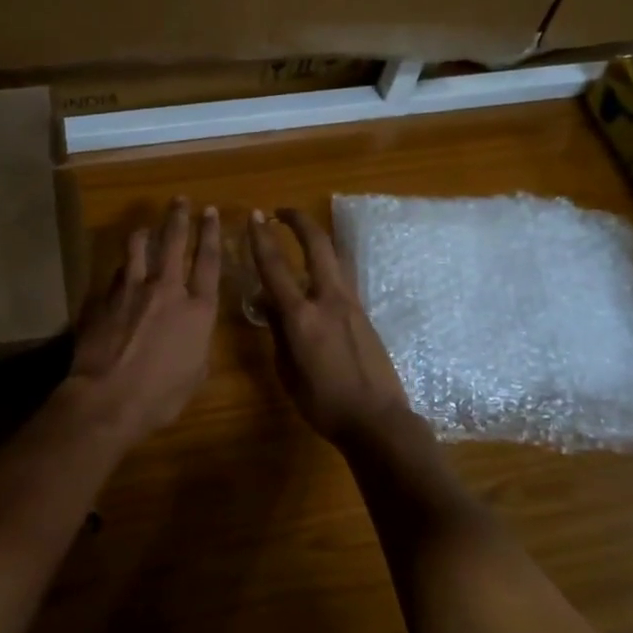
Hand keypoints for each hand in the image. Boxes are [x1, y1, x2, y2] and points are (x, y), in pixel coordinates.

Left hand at [66, 197, 221, 440]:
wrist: (108, 399)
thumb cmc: (160, 396)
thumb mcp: (195, 374)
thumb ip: (198, 344)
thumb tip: (193, 334)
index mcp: (197, 309)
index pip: (209, 261)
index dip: (212, 234)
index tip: (210, 213)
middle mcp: (167, 289)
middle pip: (174, 242)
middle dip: (179, 217)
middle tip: (180, 200)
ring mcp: (132, 290)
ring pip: (138, 248)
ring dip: (145, 233)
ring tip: (145, 227)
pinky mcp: (105, 298)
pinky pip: (117, 273)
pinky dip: (123, 267)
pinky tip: (121, 269)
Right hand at [249, 208, 423, 450]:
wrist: (377, 420)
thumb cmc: (324, 404)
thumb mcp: (288, 372)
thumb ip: (278, 333)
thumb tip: (270, 305)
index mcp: (302, 317)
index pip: (275, 267)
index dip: (261, 238)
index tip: (255, 216)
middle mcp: (328, 301)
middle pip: (317, 246)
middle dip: (300, 221)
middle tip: (283, 211)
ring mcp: (351, 305)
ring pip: (334, 259)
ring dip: (316, 241)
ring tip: (301, 237)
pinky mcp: (365, 314)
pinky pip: (341, 280)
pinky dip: (326, 268)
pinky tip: (316, 280)